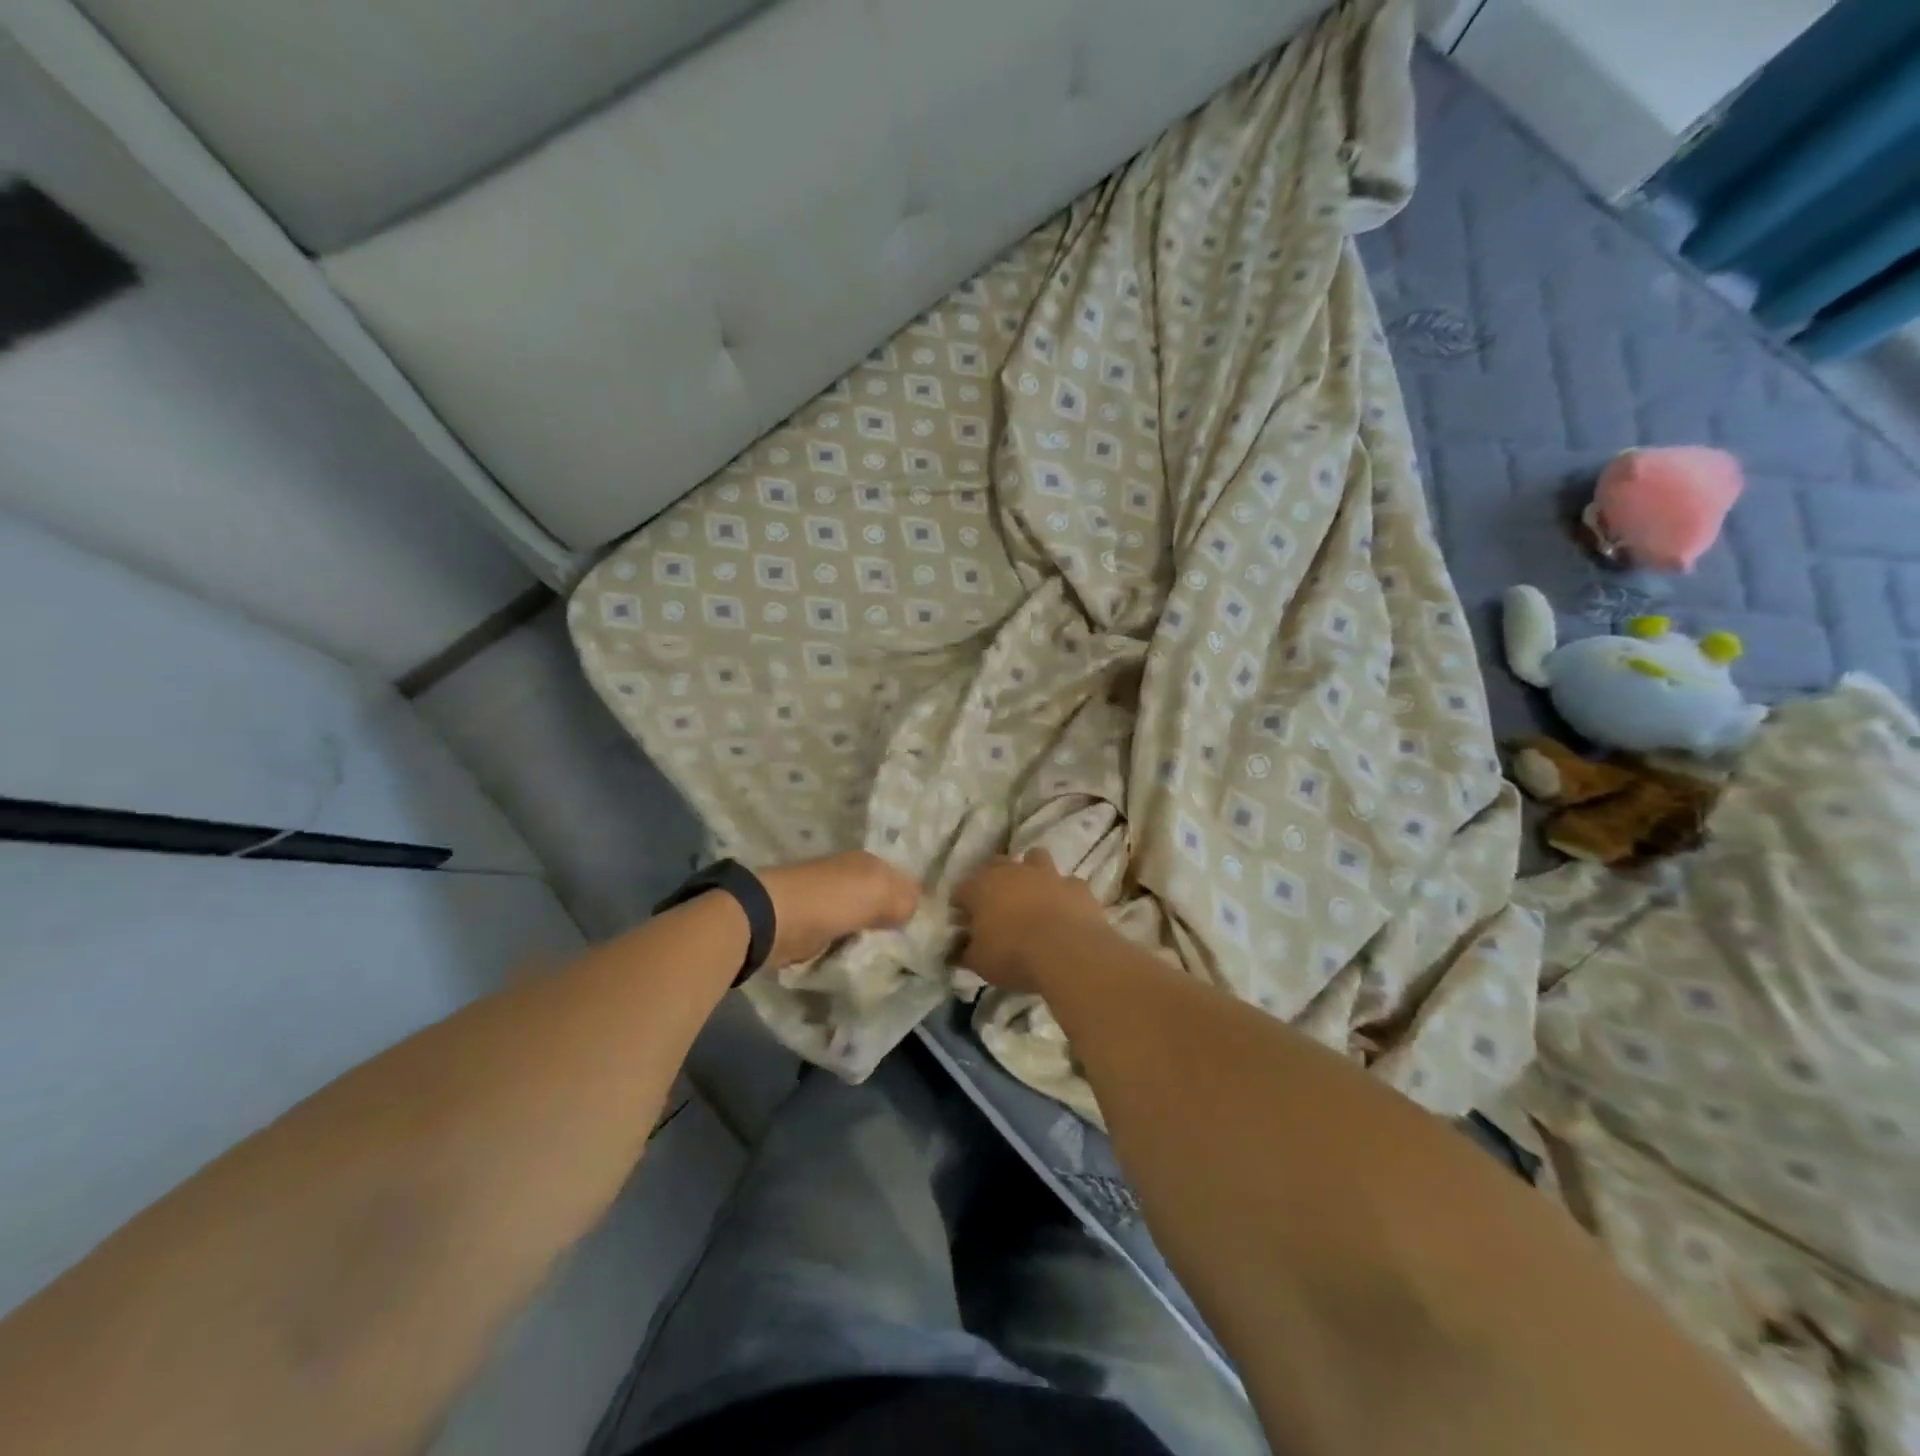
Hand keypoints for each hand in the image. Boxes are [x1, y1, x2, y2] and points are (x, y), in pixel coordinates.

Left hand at [759, 851, 920, 967]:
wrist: (772, 919)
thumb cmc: (830, 900)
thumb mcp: (878, 892)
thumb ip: (904, 899)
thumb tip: (913, 910)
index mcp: (868, 863)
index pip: (903, 880)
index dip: (915, 901)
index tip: (928, 929)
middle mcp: (851, 878)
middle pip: (883, 901)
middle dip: (896, 921)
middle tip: (913, 948)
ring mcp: (831, 902)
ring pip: (865, 921)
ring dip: (874, 938)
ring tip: (892, 959)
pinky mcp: (815, 927)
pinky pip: (845, 938)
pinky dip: (853, 947)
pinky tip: (864, 960)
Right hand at [951, 849, 1111, 993]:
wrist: (1066, 952)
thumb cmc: (1013, 955)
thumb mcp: (979, 962)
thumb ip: (966, 952)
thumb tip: (958, 949)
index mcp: (981, 887)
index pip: (962, 889)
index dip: (962, 906)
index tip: (965, 923)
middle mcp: (1013, 871)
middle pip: (996, 864)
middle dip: (994, 880)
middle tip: (996, 906)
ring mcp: (1047, 874)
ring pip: (1035, 858)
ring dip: (1031, 872)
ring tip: (1032, 896)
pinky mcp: (1077, 886)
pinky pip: (1068, 884)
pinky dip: (1064, 893)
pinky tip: (1064, 910)